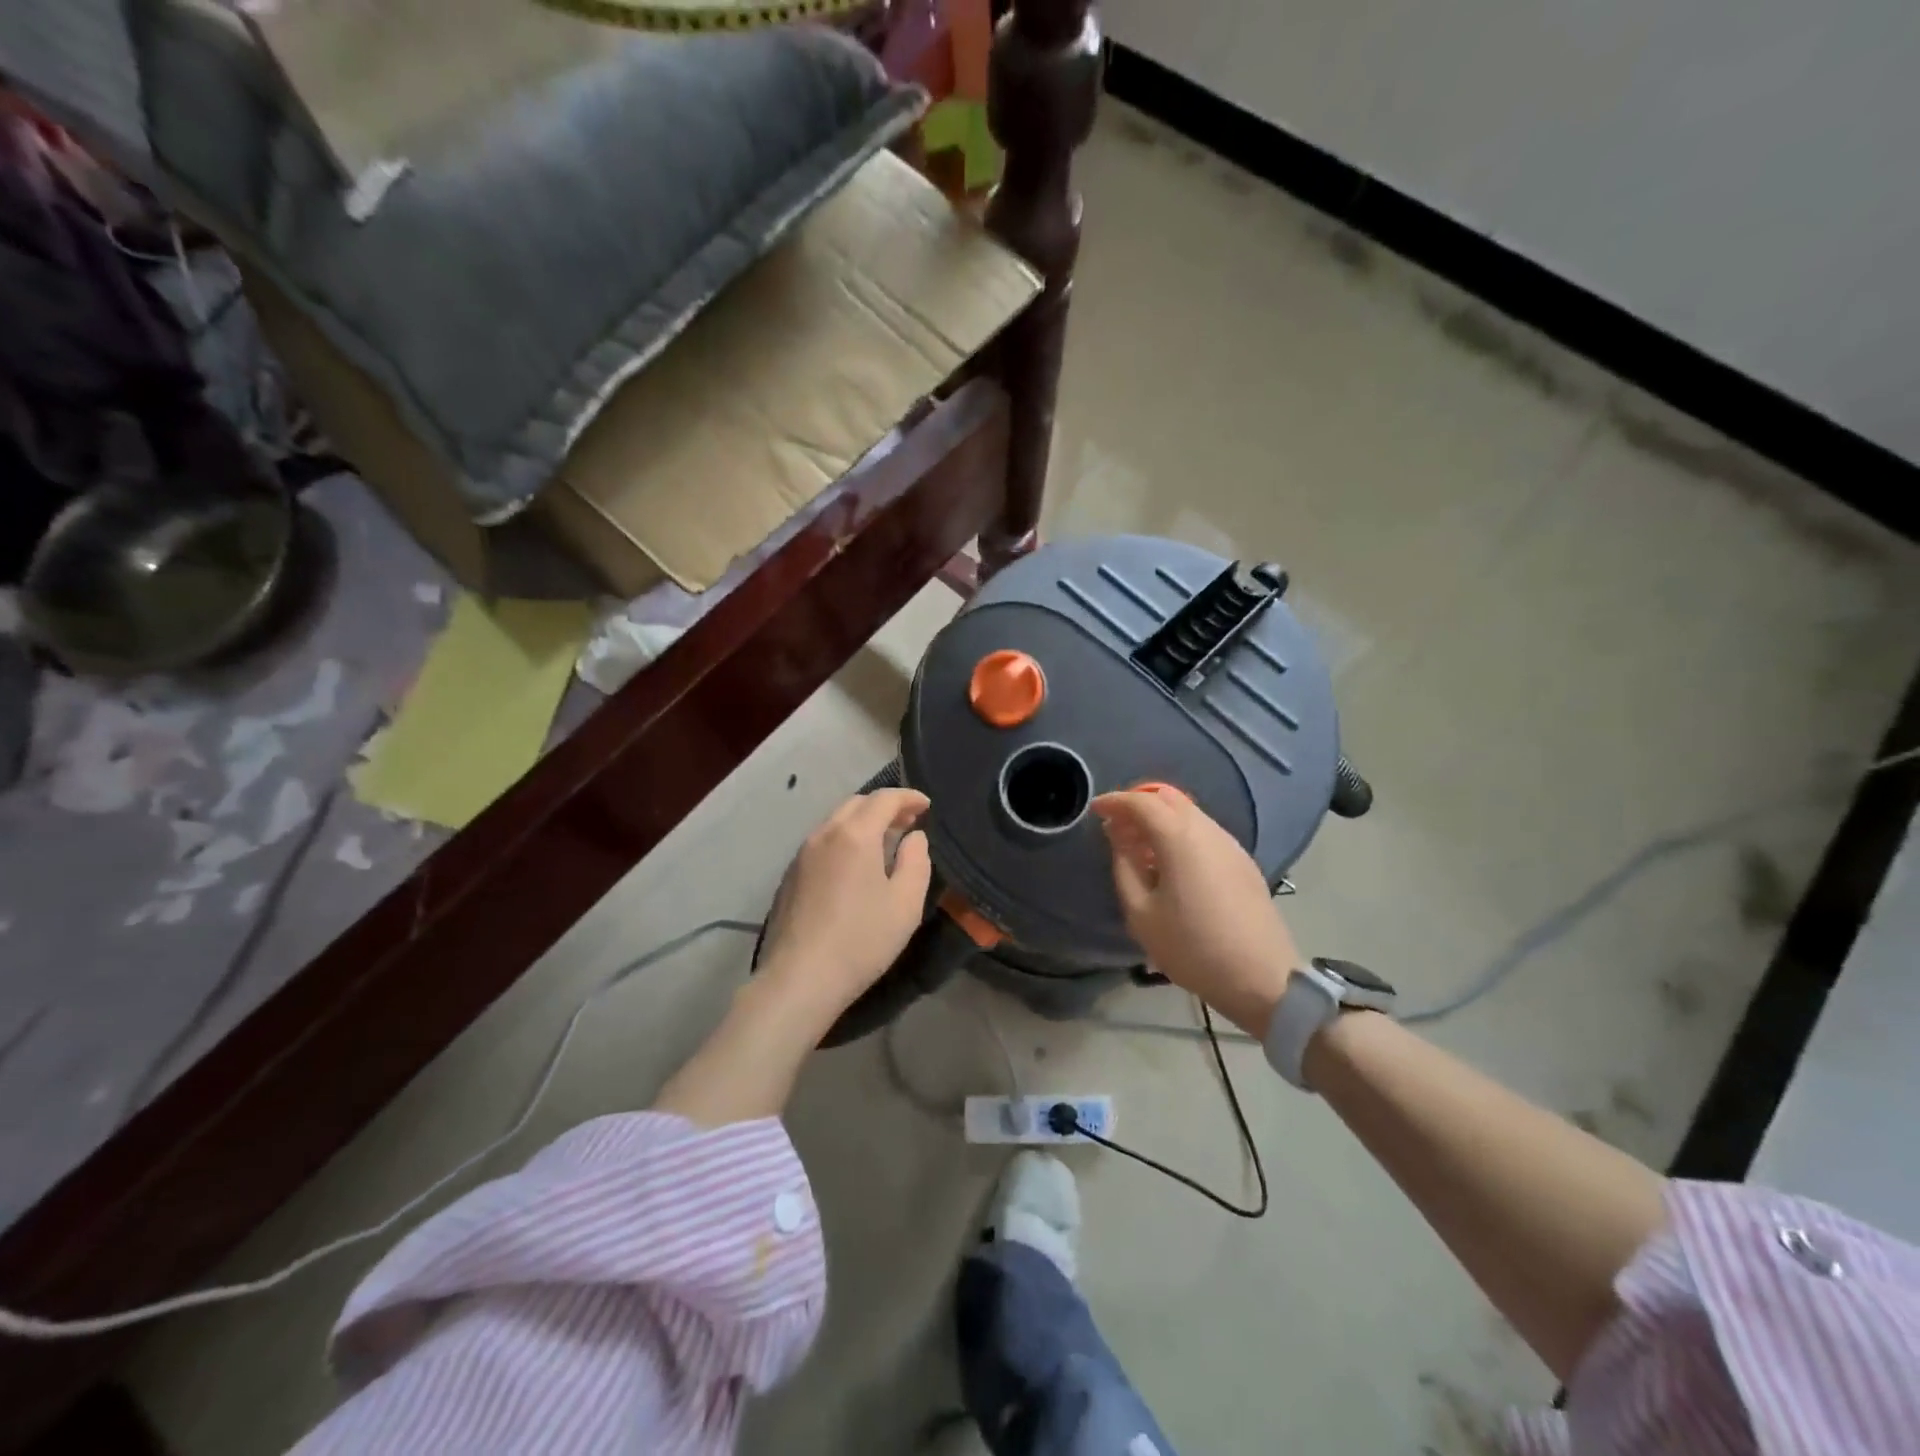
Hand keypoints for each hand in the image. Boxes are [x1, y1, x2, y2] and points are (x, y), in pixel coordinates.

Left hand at [756, 788, 933, 1023]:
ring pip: (835, 822)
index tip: (927, 807)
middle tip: (908, 821)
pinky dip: (844, 840)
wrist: (799, 979)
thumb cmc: (861, 940)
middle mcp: (824, 834)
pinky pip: (822, 842)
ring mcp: (802, 855)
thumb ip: (916, 861)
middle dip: (884, 806)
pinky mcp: (790, 876)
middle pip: (856, 804)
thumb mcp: (905, 903)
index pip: (884, 799)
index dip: (909, 797)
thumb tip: (914, 837)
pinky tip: (854, 866)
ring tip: (884, 842)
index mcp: (855, 835)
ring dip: (862, 822)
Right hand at [1092, 788, 1300, 1036]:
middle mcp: (1207, 830)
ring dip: (1160, 818)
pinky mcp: (1243, 861)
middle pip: (1169, 797)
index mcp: (1179, 838)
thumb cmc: (1192, 948)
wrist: (1262, 978)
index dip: (1115, 801)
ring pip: (1189, 812)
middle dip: (1138, 802)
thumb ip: (1124, 867)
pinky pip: (1204, 831)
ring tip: (1139, 847)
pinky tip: (1169, 863)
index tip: (1095, 811)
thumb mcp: (1141, 913)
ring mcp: (1230, 844)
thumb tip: (1119, 838)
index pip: (1141, 802)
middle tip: (1116, 824)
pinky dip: (1180, 832)